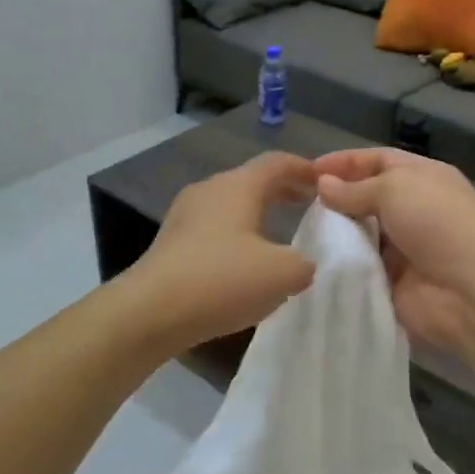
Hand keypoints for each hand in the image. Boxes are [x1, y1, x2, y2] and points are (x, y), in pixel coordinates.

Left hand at [128, 151, 317, 351]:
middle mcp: (209, 190)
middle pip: (251, 181)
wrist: (150, 311)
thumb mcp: (282, 274)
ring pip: (229, 205)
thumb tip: (301, 263)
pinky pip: (212, 228)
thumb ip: (304, 263)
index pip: (277, 163)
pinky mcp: (170, 242)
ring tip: (278, 234)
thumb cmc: (222, 280)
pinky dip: (235, 235)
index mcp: (238, 186)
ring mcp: (184, 215)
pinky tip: (243, 262)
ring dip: (256, 214)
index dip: (304, 169)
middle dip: (281, 191)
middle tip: (306, 205)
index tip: (324, 182)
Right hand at [314, 148, 474, 357]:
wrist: (471, 292)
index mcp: (422, 178)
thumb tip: (322, 184)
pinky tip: (312, 262)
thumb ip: (355, 188)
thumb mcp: (395, 189)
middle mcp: (412, 209)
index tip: (307, 172)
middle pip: (366, 197)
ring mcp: (402, 248)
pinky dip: (340, 265)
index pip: (377, 160)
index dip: (344, 162)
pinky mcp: (391, 282)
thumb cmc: (438, 224)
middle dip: (335, 199)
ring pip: (359, 234)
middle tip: (297, 205)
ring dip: (335, 233)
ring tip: (300, 232)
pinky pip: (360, 268)